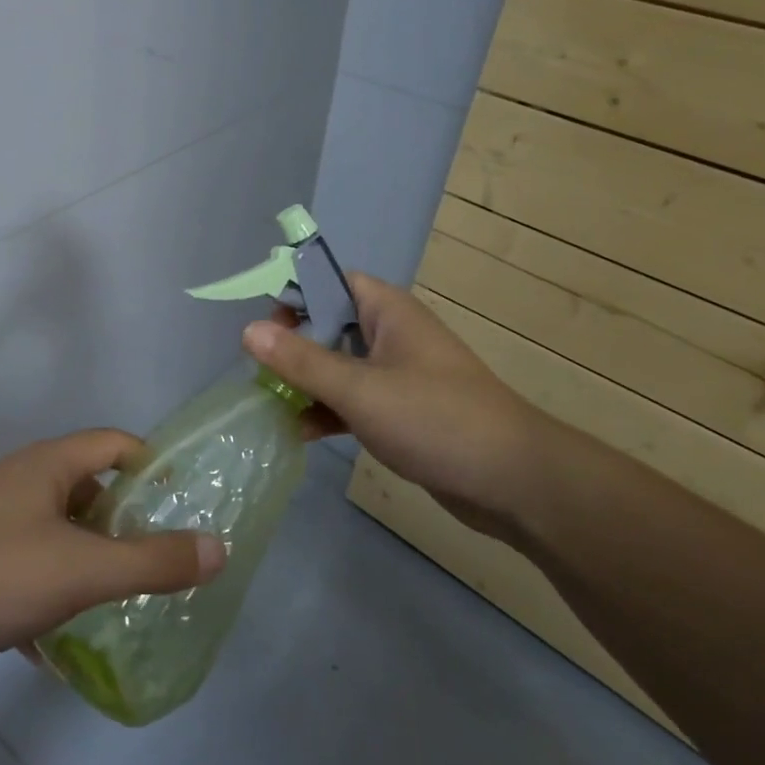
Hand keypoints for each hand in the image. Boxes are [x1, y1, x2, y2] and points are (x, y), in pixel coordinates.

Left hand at [0, 430, 226, 674]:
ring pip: (57, 526)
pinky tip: (56, 635)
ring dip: (87, 555)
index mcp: (50, 464)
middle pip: (88, 485)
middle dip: (122, 519)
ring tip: (115, 596)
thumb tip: (218, 548)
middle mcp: (22, 478)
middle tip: (155, 556)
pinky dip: (50, 584)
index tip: (180, 500)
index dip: (151, 463)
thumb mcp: (84, 570)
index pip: (114, 442)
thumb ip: (153, 561)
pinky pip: (28, 559)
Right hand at [244, 273, 548, 540]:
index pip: (331, 282)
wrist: (515, 482)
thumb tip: (249, 331)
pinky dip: (328, 411)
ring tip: (270, 403)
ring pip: (339, 367)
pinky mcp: (403, 413)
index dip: (295, 296)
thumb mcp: (359, 388)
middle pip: (329, 326)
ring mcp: (398, 376)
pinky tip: (301, 433)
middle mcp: (392, 335)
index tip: (263, 326)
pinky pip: (354, 401)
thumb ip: (302, 361)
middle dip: (293, 346)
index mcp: (387, 311)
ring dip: (307, 383)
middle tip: (261, 371)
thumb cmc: (435, 418)